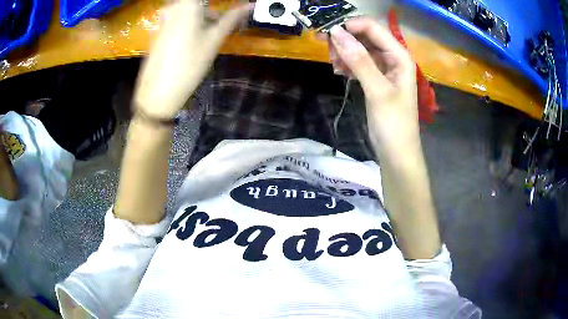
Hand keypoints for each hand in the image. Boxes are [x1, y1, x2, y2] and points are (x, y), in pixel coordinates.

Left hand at [133, 0, 250, 119]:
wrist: (157, 92)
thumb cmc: (188, 64)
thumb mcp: (214, 40)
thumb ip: (232, 18)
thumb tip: (250, 5)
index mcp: (187, 4)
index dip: (220, 4)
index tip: (235, 8)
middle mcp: (174, 6)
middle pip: (198, 3)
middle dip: (214, 10)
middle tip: (228, 20)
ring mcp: (165, 18)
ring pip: (191, 9)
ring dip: (206, 15)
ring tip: (217, 29)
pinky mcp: (160, 30)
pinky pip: (181, 17)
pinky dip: (194, 21)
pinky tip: (200, 37)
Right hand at [326, 17, 418, 155]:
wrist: (396, 154)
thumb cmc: (393, 124)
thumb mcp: (377, 90)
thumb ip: (359, 60)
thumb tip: (336, 32)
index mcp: (400, 56)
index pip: (373, 28)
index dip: (350, 26)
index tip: (327, 33)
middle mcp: (393, 57)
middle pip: (365, 36)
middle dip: (345, 39)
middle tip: (326, 49)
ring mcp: (384, 68)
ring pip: (360, 49)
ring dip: (344, 52)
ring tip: (334, 65)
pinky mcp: (375, 79)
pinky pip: (359, 63)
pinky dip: (348, 64)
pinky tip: (339, 71)